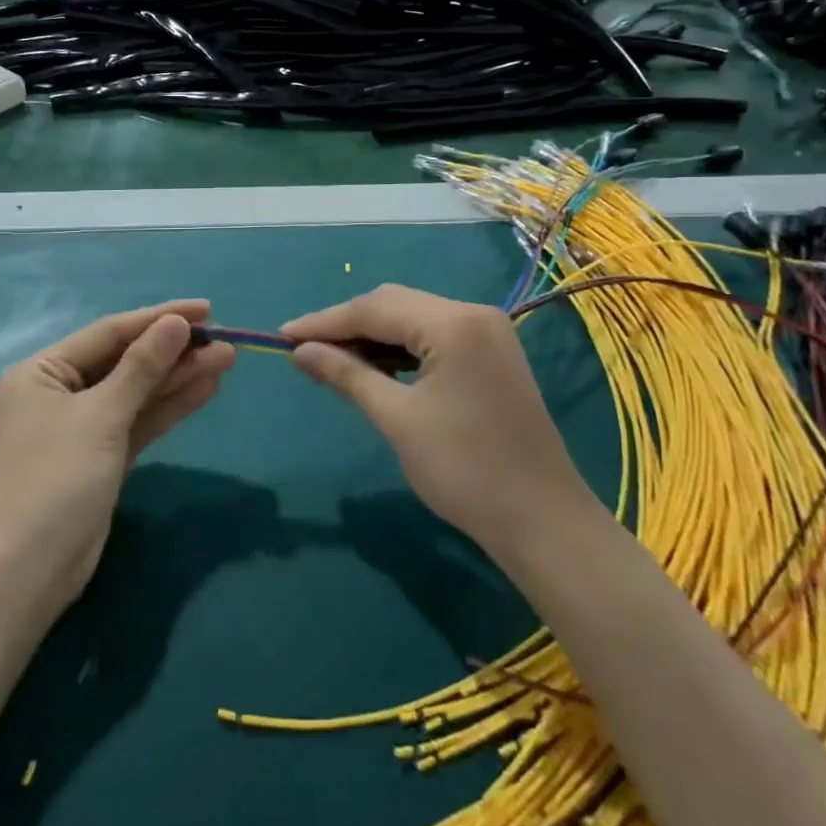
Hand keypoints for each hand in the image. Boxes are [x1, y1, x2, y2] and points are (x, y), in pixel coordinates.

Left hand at [0, 300, 236, 605]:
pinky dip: (171, 406)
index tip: (206, 309)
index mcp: (44, 370)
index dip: (160, 318)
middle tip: (225, 340)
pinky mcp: (103, 455)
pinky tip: (207, 388)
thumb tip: (176, 323)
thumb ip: (142, 367)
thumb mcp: (101, 416)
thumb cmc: (55, 480)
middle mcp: (62, 391)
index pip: (111, 332)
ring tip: (227, 359)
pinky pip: (140, 420)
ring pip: (139, 391)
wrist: (28, 573)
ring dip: (180, 376)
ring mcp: (84, 425)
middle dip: (175, 351)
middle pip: (127, 360)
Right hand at [282, 285, 600, 565]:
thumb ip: (347, 375)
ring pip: (413, 318)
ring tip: (331, 360)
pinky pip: (433, 337)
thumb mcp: (398, 420)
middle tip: (304, 350)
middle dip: (347, 325)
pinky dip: (399, 349)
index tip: (282, 336)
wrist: (543, 521)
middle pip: (394, 304)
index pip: (374, 308)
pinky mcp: (491, 353)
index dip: (324, 322)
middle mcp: (473, 313)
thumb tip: (300, 351)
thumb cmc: (465, 471)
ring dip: (372, 336)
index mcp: (453, 323)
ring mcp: (487, 332)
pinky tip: (374, 366)